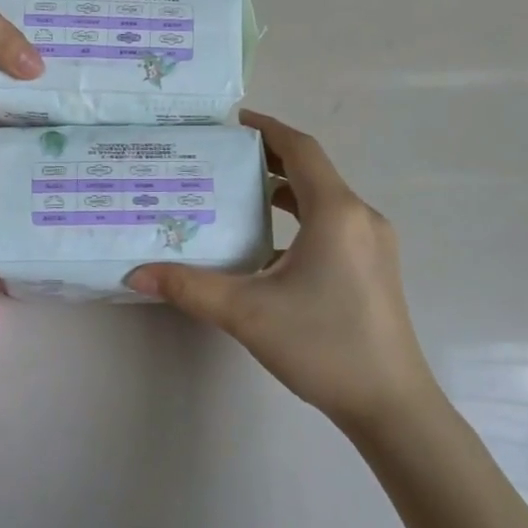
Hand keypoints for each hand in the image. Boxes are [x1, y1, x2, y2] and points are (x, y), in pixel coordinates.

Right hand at [126, 111, 438, 429]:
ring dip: (283, 191)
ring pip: (322, 200)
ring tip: (236, 195)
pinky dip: (298, 221)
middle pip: (311, 171)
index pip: (300, 149)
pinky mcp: (373, 268)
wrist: (391, 405)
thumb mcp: (247, 312)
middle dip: (268, 159)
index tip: (232, 122)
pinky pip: (332, 225)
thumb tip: (136, 273)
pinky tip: (265, 248)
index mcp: (336, 212)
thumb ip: (189, 287)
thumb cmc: (323, 345)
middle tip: (221, 159)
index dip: (267, 128)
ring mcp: (372, 244)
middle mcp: (360, 217)